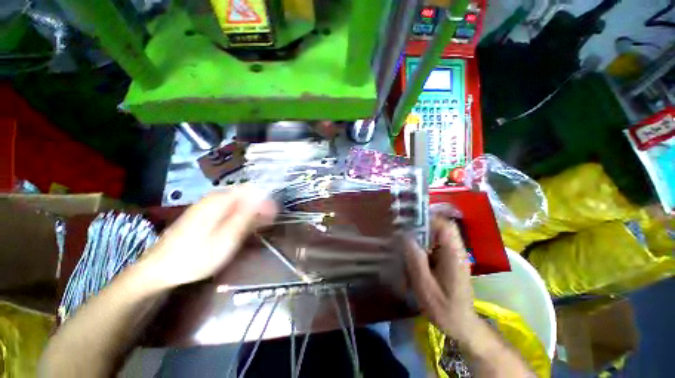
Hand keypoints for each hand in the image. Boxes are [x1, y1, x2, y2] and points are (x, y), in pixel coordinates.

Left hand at [136, 186, 277, 289]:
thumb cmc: (195, 256)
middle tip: (267, 223)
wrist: (159, 269)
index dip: (265, 199)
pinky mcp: (203, 214)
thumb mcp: (227, 239)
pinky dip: (239, 216)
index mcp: (219, 201)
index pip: (251, 189)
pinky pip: (228, 209)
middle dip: (259, 206)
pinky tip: (240, 228)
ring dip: (250, 212)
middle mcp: (213, 198)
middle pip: (244, 194)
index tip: (274, 214)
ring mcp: (206, 206)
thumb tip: (266, 200)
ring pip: (237, 202)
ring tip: (257, 227)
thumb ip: (247, 217)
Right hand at [404, 217, 478, 341]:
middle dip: (420, 226)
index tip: (409, 222)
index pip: (446, 226)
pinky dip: (423, 245)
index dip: (428, 219)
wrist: (462, 325)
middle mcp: (456, 251)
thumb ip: (416, 260)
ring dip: (420, 236)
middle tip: (402, 231)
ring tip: (405, 241)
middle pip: (440, 228)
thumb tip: (406, 236)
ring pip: (437, 235)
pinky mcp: (449, 260)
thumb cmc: (444, 309)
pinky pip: (435, 245)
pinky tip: (413, 254)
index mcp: (454, 255)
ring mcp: (454, 255)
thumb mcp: (425, 287)